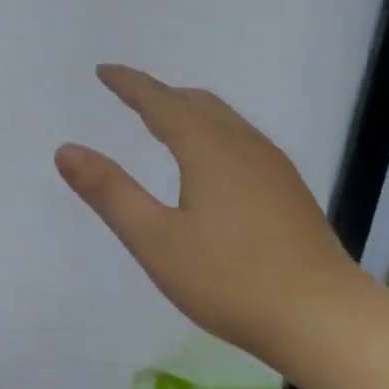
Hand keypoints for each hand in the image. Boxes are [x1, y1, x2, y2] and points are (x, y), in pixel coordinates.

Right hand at [55, 64, 359, 367]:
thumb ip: (110, 193)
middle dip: (161, 95)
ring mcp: (274, 169)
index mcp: (209, 150)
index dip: (130, 84)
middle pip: (198, 104)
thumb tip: (66, 149)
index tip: (103, 71)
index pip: (161, 102)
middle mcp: (245, 147)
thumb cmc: (229, 280)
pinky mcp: (289, 192)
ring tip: (164, 124)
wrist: (322, 317)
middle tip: (130, 96)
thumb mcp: (155, 240)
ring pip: (225, 122)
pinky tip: (210, 167)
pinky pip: (242, 143)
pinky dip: (212, 135)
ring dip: (190, 113)